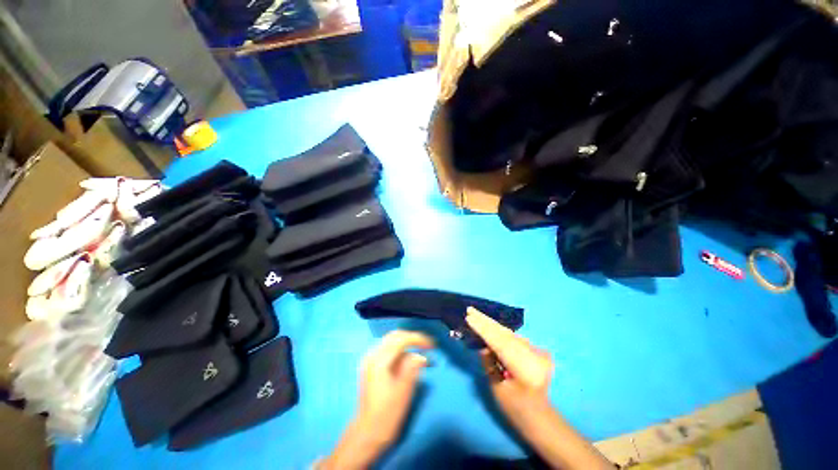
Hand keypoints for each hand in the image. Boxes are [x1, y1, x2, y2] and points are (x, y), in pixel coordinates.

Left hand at [322, 331, 433, 469]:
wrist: (367, 433)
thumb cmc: (387, 415)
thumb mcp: (404, 392)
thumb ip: (413, 369)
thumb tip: (421, 355)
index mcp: (379, 361)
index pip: (401, 339)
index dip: (419, 339)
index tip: (432, 345)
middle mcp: (372, 355)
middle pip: (395, 336)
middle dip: (412, 338)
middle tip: (427, 346)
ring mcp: (370, 360)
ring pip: (391, 341)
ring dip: (407, 344)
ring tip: (421, 353)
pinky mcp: (371, 366)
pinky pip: (387, 350)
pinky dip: (400, 351)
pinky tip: (409, 360)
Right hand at [466, 307, 611, 469]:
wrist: (540, 417)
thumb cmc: (515, 408)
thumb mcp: (497, 388)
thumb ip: (489, 363)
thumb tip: (483, 345)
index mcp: (527, 369)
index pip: (501, 343)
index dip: (484, 330)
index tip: (469, 317)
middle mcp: (535, 356)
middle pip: (506, 335)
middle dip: (487, 321)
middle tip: (471, 310)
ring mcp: (539, 352)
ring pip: (510, 334)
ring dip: (492, 325)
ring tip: (476, 315)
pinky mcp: (538, 350)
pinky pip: (514, 337)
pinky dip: (501, 331)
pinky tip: (489, 325)